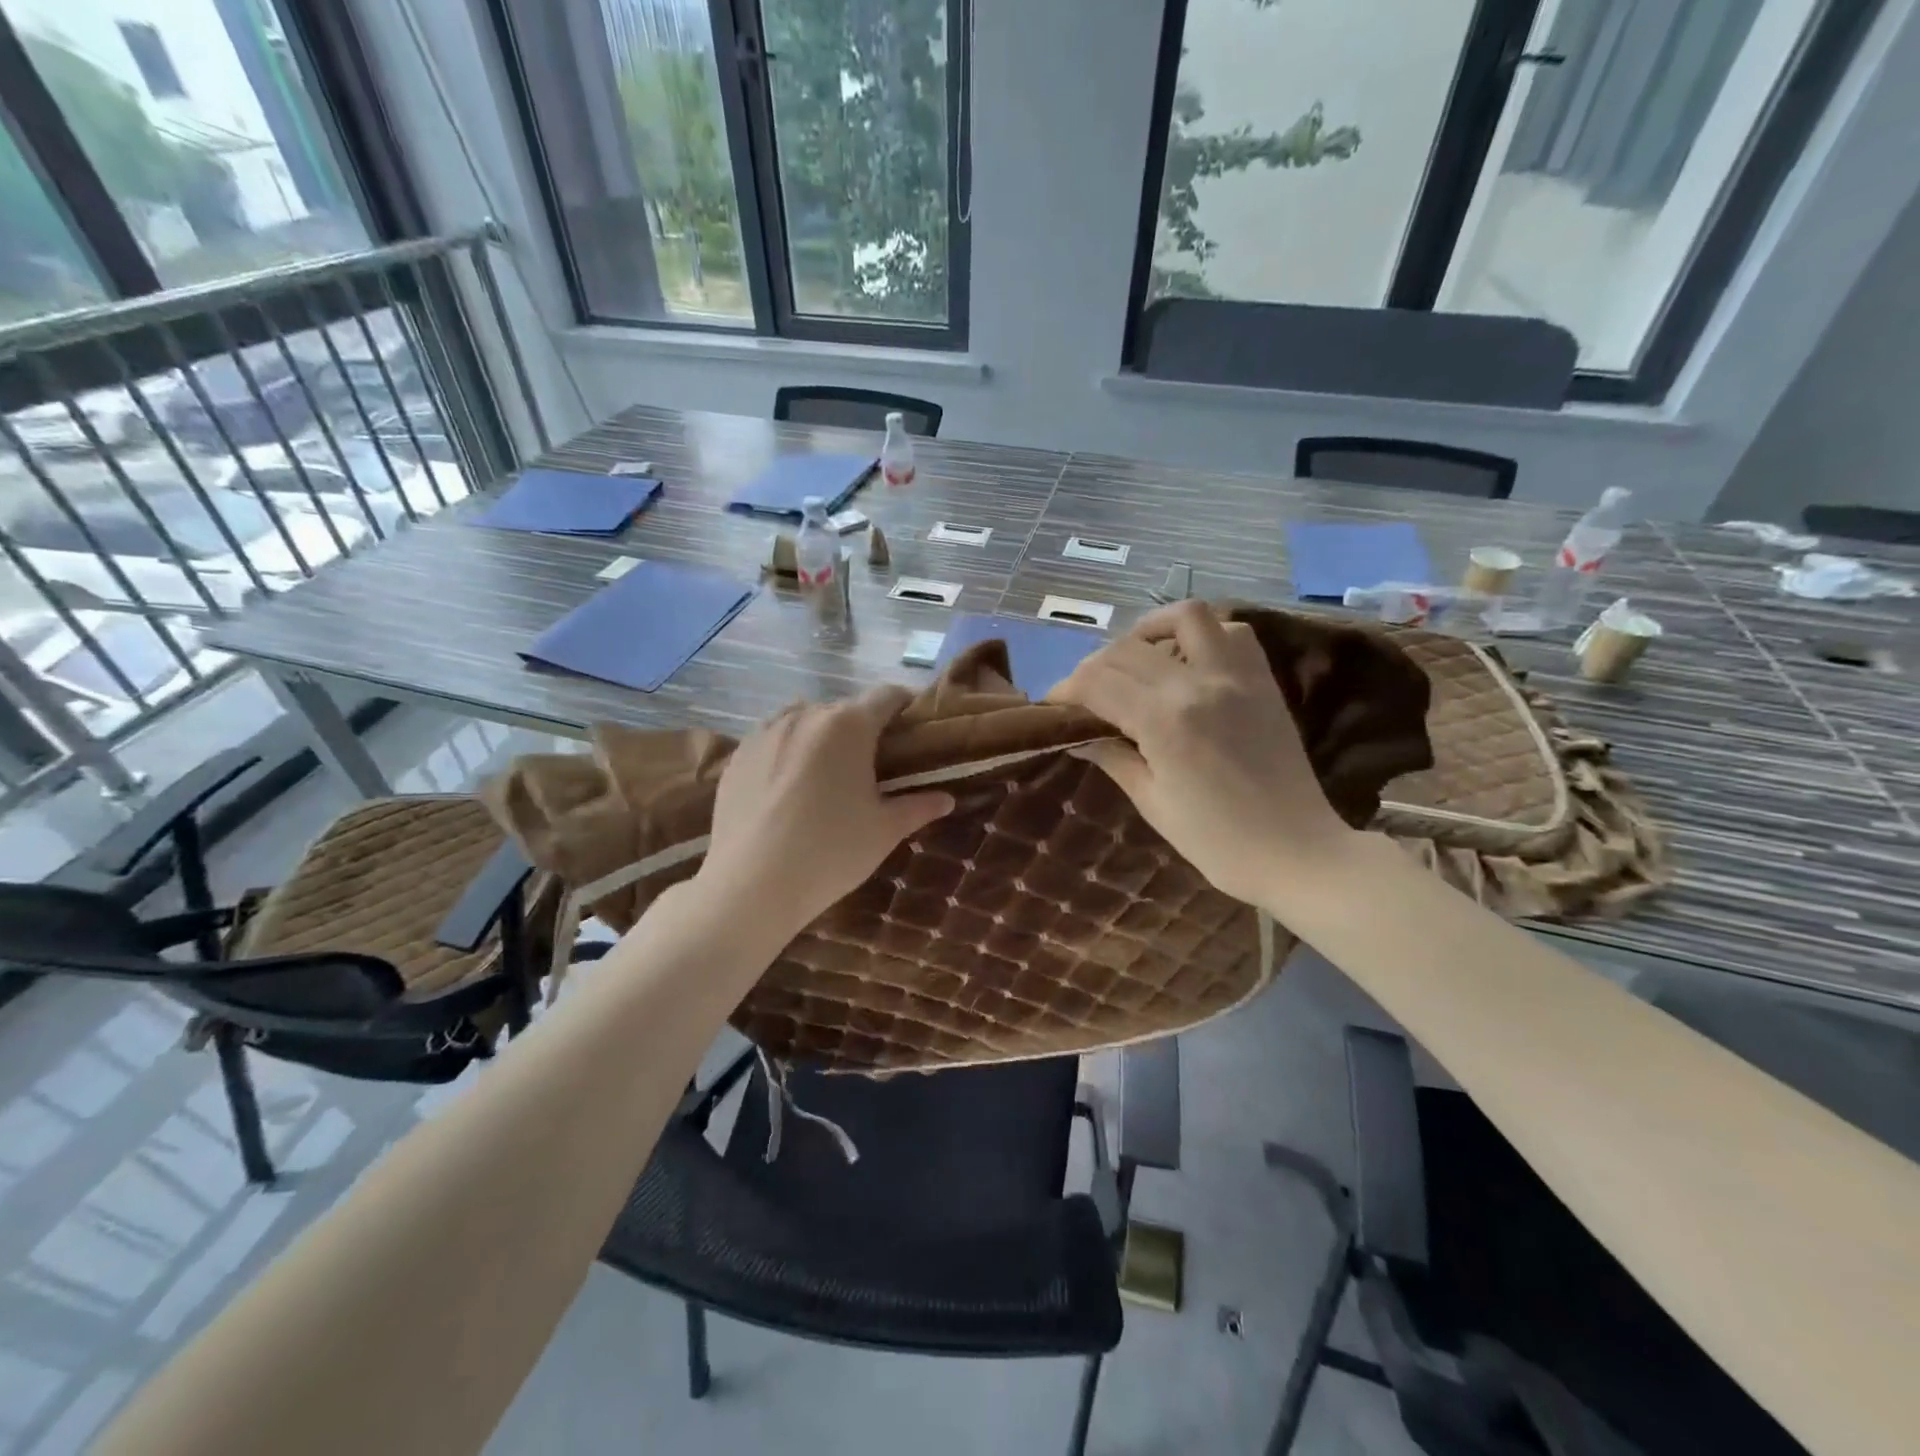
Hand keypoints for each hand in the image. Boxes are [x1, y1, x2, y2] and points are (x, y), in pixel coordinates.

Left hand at [696, 685, 952, 935]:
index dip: (905, 706)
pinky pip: (772, 739)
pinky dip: (788, 751)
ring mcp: (765, 731)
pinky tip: (789, 788)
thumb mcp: (884, 831)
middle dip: (863, 729)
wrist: (751, 884)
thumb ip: (918, 807)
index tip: (912, 728)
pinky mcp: (737, 754)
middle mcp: (806, 715)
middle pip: (844, 709)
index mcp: (848, 725)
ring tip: (827, 774)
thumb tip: (947, 799)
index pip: (886, 696)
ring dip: (822, 736)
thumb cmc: (831, 851)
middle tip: (872, 765)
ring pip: (805, 720)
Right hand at [1049, 601, 1355, 907]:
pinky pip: (1232, 632)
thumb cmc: (1217, 842)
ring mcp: (1236, 676)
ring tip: (1136, 662)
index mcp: (1164, 721)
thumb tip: (1079, 737)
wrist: (1298, 852)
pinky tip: (1186, 662)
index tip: (1053, 705)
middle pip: (1127, 649)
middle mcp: (1198, 683)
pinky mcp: (1263, 680)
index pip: (1097, 682)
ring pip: (1185, 617)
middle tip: (1085, 695)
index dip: (1066, 690)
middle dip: (1094, 667)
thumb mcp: (1153, 803)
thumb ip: (1114, 758)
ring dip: (1150, 631)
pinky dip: (1202, 635)